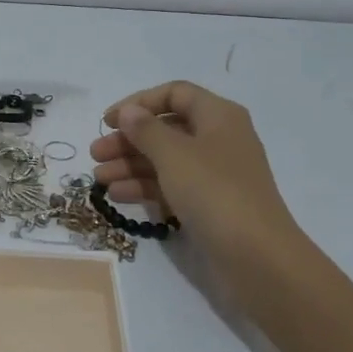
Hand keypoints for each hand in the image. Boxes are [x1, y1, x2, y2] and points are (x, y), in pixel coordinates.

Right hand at [89, 82, 301, 295]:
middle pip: (166, 129)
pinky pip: (172, 186)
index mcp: (218, 116)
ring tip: (100, 180)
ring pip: (166, 160)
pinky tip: (118, 196)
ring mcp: (215, 174)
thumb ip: (146, 130)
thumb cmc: (214, 193)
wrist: (257, 257)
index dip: (140, 103)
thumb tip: (129, 111)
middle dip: (129, 140)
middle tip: (96, 154)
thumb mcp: (174, 155)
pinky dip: (145, 188)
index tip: (109, 120)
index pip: (175, 94)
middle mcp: (218, 139)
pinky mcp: (209, 205)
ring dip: (131, 166)